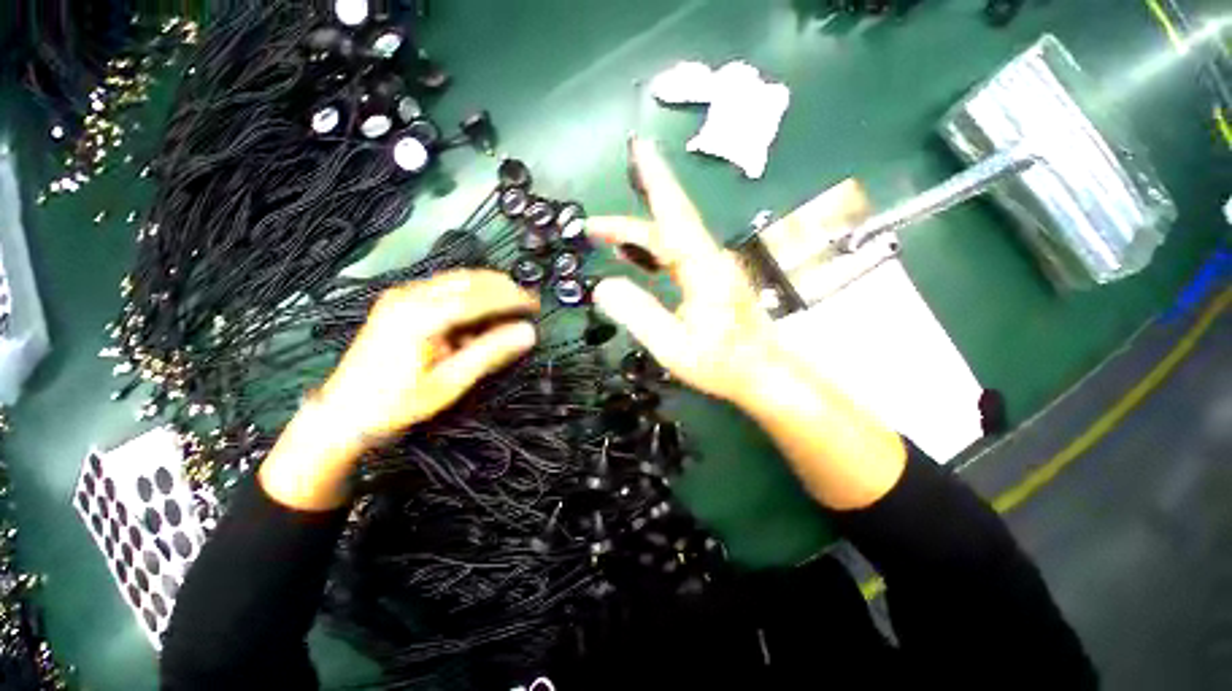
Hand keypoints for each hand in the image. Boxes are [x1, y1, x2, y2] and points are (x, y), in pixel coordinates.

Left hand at [260, 270, 537, 510]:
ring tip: (510, 305)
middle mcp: (409, 297)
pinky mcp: (398, 302)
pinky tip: (478, 314)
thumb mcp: (449, 383)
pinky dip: (468, 295)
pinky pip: (443, 288)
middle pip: (467, 280)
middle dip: (502, 288)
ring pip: (456, 280)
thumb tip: (528, 332)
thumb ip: (490, 353)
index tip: (535, 304)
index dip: (511, 298)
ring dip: (487, 289)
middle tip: (527, 302)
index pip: (477, 297)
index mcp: (420, 316)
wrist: (343, 414)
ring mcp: (401, 296)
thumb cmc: (398, 403)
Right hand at [592, 139, 905, 509]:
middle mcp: (710, 259)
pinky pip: (677, 258)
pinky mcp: (713, 280)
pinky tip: (635, 259)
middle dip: (627, 223)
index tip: (639, 148)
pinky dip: (652, 255)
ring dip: (636, 239)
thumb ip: (637, 314)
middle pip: (666, 227)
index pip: (673, 215)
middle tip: (591, 225)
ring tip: (604, 239)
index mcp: (702, 268)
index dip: (655, 180)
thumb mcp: (672, 346)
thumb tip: (602, 286)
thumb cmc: (721, 364)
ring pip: (671, 242)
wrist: (763, 374)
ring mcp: (713, 268)